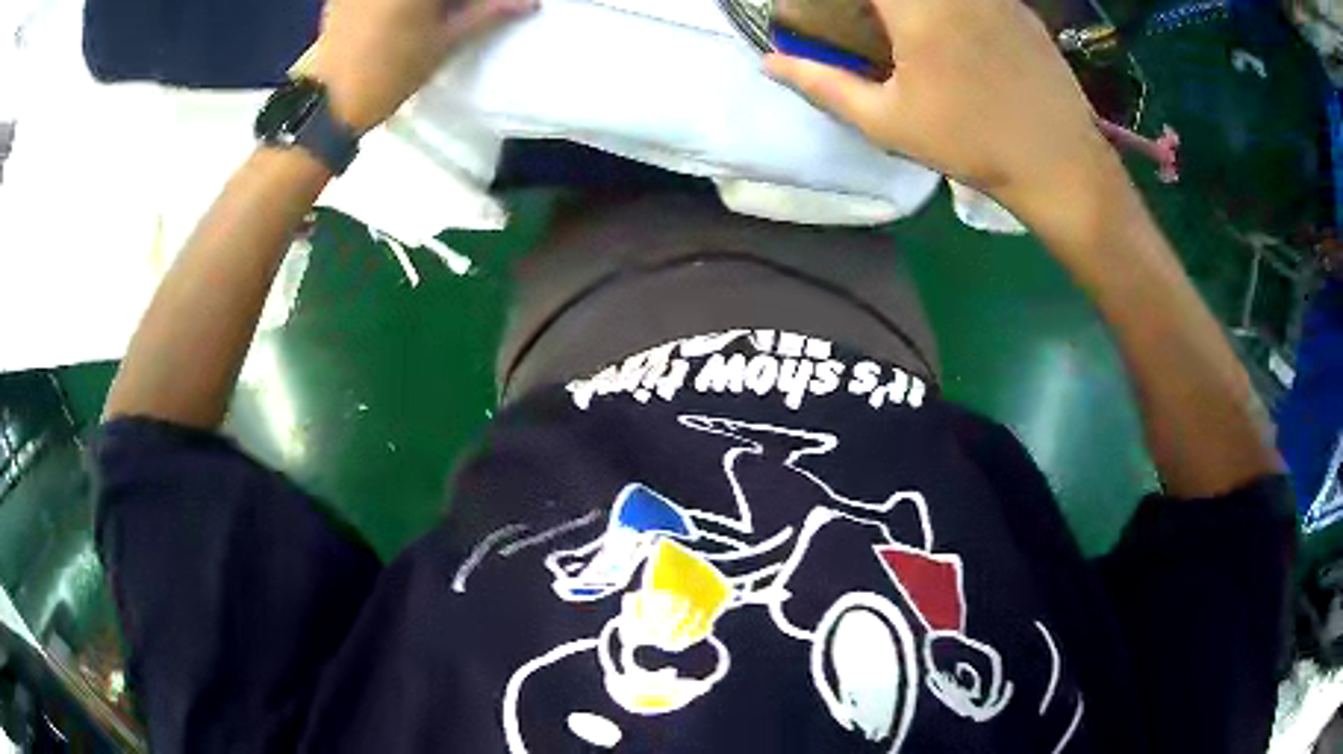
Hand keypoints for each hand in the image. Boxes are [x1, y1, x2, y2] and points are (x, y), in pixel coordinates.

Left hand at [311, 0, 537, 132]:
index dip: (479, 2)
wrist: (329, 104)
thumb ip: (487, 14)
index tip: (486, 9)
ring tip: (432, 19)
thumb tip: (529, 2)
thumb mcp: (445, 43)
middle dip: (451, 3)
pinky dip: (393, 5)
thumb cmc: (391, 75)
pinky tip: (398, 19)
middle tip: (461, 14)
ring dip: (428, 6)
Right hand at [765, 0, 1121, 221]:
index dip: (845, 0)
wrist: (1058, 164)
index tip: (834, 10)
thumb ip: (823, 85)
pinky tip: (956, 36)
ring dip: (915, 7)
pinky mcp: (1016, 5)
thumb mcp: (888, 122)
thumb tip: (769, 64)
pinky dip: (952, 9)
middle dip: (880, 6)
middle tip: (871, 20)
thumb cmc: (970, 144)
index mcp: (916, 7)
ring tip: (904, 29)